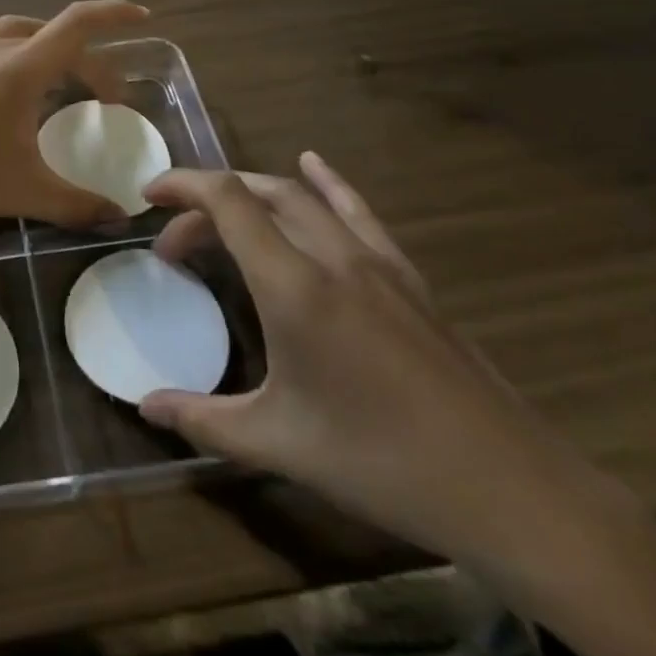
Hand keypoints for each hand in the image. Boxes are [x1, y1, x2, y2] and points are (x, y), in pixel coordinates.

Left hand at [0, 0, 148, 232]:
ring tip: (49, 67)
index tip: (141, 16)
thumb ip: (77, 204)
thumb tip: (120, 217)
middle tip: (98, 94)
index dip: (113, 15)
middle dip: (82, 58)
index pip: (77, 26)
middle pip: (48, 36)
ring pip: (6, 30)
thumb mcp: (23, 193)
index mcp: (20, 70)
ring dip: (35, 43)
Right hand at [139, 155, 634, 593]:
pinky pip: (357, 211)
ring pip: (302, 196)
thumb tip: (143, 406)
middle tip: (176, 245)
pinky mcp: (408, 277)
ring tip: (223, 217)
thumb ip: (203, 419)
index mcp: (294, 286)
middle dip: (206, 204)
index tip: (147, 197)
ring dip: (253, 194)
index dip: (182, 185)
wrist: (511, 490)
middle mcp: (332, 255)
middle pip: (257, 194)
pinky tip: (313, 165)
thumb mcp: (280, 445)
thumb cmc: (383, 463)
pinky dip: (326, 183)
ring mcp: (376, 262)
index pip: (227, 200)